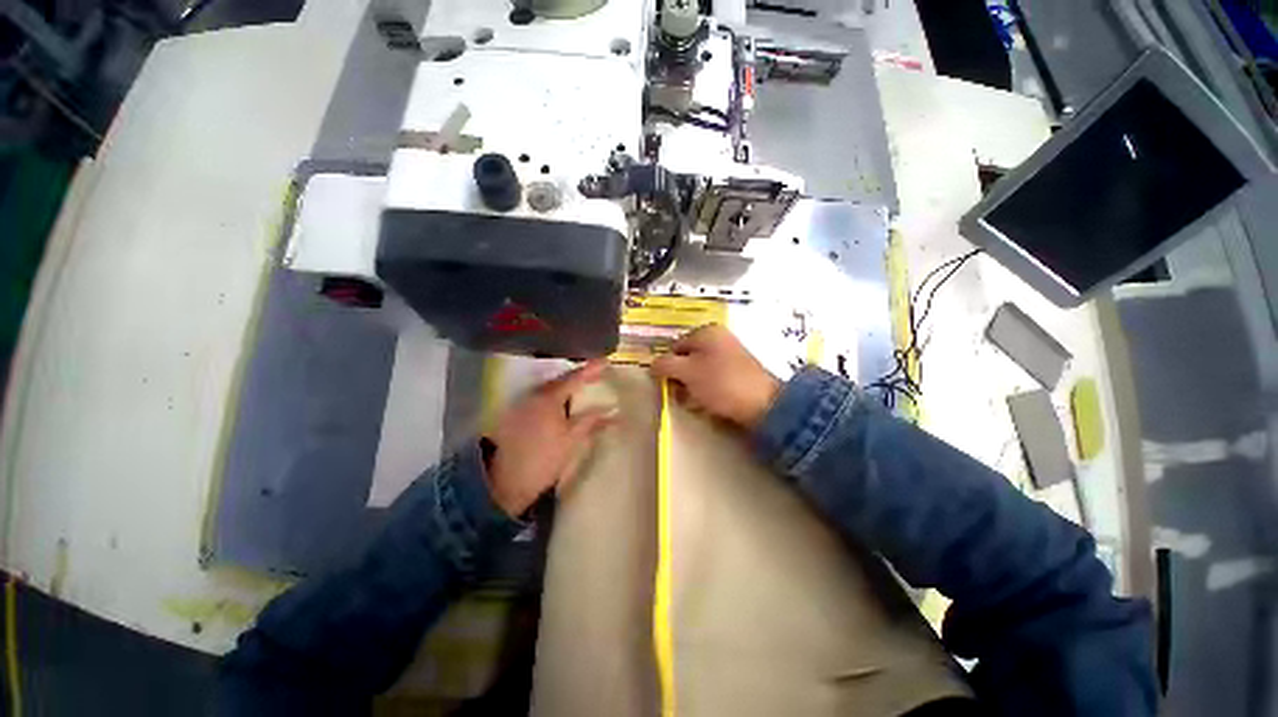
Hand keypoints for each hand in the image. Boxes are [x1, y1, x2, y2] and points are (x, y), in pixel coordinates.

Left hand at [484, 361, 615, 516]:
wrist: (507, 482)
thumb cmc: (544, 460)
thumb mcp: (572, 440)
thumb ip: (592, 421)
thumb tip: (613, 411)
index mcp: (549, 399)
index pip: (574, 378)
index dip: (591, 370)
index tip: (605, 362)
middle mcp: (534, 395)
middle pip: (560, 380)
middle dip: (578, 375)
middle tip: (596, 374)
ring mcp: (523, 404)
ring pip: (549, 388)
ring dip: (566, 385)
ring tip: (582, 385)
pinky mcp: (516, 414)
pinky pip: (540, 396)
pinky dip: (554, 395)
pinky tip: (562, 401)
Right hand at [651, 325, 781, 429]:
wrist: (763, 404)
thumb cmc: (721, 383)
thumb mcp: (687, 372)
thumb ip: (665, 365)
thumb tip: (652, 365)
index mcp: (706, 332)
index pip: (675, 347)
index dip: (668, 367)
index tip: (670, 386)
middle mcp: (718, 338)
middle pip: (687, 359)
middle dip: (681, 379)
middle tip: (684, 396)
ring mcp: (730, 354)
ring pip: (699, 371)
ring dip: (693, 387)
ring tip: (698, 402)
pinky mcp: (737, 371)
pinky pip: (713, 378)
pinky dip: (707, 390)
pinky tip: (710, 403)